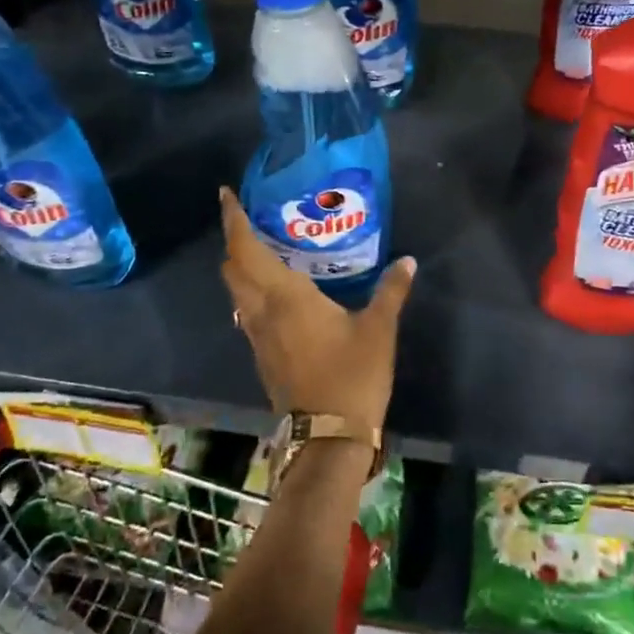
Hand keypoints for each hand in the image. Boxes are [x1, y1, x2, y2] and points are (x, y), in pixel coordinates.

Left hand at [218, 187, 415, 433]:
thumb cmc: (352, 375)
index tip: (226, 195)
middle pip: (233, 269)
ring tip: (264, 248)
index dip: (233, 221)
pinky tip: (277, 291)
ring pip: (237, 292)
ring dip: (241, 267)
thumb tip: (407, 261)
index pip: (245, 250)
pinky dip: (252, 290)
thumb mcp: (378, 329)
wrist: (329, 437)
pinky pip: (247, 311)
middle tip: (252, 218)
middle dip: (235, 240)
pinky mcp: (263, 356)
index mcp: (284, 296)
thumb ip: (391, 290)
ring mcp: (258, 337)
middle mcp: (261, 312)